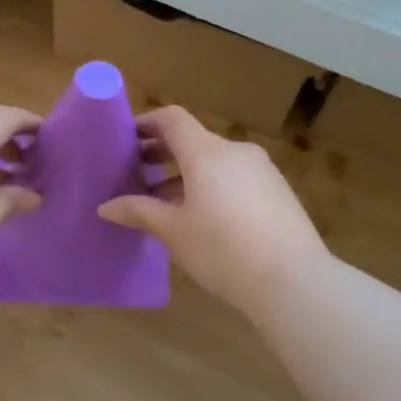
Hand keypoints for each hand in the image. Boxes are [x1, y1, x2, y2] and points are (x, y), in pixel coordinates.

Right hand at [98, 105, 327, 319]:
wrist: (294, 281)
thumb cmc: (224, 250)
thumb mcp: (174, 232)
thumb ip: (139, 212)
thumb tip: (106, 207)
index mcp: (207, 153)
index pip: (172, 119)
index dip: (146, 124)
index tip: (125, 141)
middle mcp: (236, 152)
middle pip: (193, 140)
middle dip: (161, 153)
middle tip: (135, 174)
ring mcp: (262, 171)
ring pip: (214, 161)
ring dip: (185, 174)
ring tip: (162, 203)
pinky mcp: (277, 192)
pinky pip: (234, 177)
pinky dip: (210, 186)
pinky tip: (200, 218)